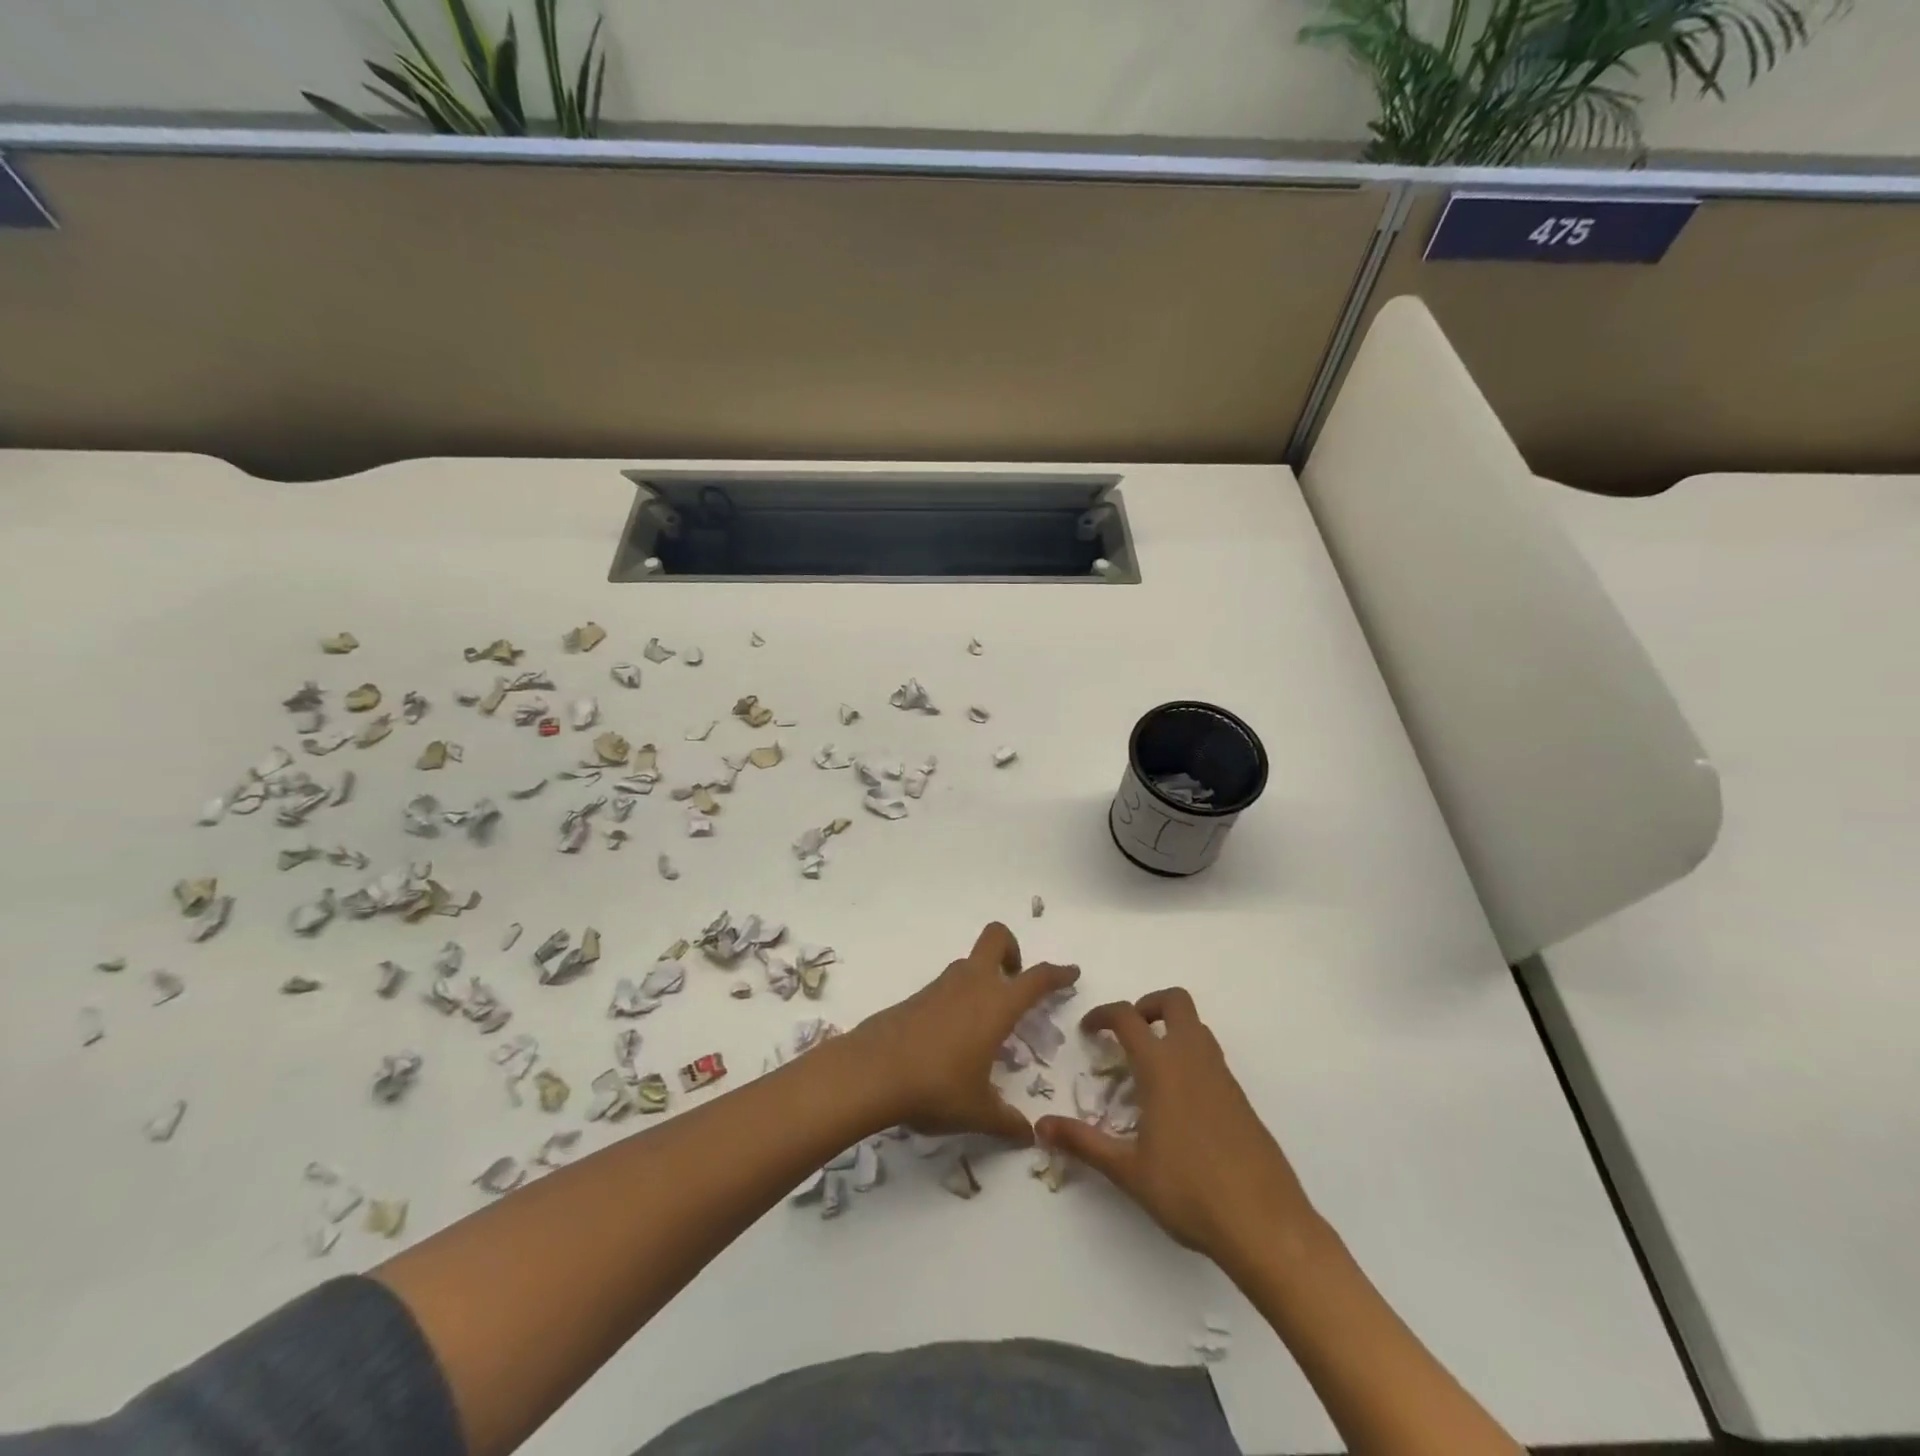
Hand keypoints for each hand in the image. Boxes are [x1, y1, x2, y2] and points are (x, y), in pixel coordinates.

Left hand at [850, 922, 1077, 1145]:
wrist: (871, 1072)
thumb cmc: (936, 1087)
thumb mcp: (978, 1111)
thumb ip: (1007, 1122)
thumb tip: (1028, 1136)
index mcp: (996, 1005)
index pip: (1037, 978)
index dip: (1058, 973)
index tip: (1071, 972)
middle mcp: (971, 985)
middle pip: (996, 937)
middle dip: (1012, 948)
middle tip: (1015, 980)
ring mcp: (940, 986)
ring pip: (969, 962)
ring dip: (983, 976)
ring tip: (985, 1021)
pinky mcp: (916, 997)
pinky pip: (946, 986)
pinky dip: (958, 998)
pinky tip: (952, 1037)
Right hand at [1037, 989, 1317, 1264]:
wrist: (1266, 1224)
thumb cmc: (1189, 1192)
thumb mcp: (1128, 1170)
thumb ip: (1084, 1143)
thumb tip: (1042, 1126)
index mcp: (1163, 1067)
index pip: (1128, 1017)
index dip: (1103, 1014)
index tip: (1088, 1030)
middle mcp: (1194, 1059)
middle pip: (1175, 1002)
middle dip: (1148, 1005)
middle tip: (1128, 1034)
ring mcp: (1223, 1077)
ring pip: (1197, 1027)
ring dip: (1171, 1030)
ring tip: (1149, 1068)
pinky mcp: (1241, 1099)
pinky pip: (1211, 1057)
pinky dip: (1190, 1058)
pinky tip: (1179, 1103)